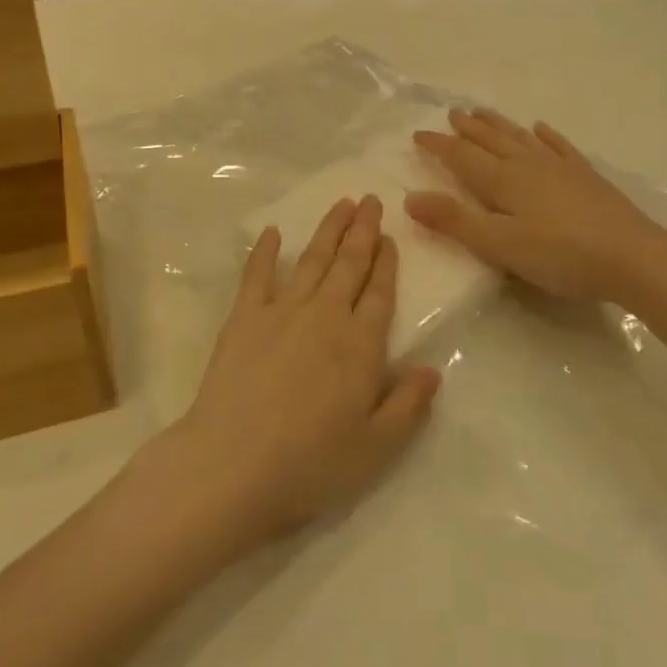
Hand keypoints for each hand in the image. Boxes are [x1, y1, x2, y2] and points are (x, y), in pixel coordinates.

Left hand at [166, 196, 440, 551]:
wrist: (232, 465)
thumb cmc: (310, 463)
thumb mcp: (376, 448)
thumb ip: (408, 406)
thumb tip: (434, 370)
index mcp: (360, 345)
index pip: (380, 293)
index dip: (387, 263)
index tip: (390, 237)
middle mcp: (325, 316)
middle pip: (349, 265)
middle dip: (363, 231)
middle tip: (371, 200)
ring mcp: (282, 312)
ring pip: (312, 260)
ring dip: (328, 230)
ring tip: (341, 204)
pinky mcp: (244, 318)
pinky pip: (256, 274)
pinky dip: (264, 250)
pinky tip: (271, 232)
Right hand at [406, 108, 666, 303]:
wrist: (632, 256)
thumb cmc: (560, 255)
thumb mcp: (499, 245)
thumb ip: (455, 221)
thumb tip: (410, 197)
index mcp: (503, 180)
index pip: (462, 156)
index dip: (438, 145)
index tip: (418, 134)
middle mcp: (528, 164)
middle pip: (491, 140)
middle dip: (468, 128)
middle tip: (452, 113)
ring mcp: (560, 167)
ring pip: (520, 138)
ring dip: (499, 124)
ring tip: (483, 112)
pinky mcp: (585, 176)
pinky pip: (559, 147)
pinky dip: (546, 136)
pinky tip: (541, 128)